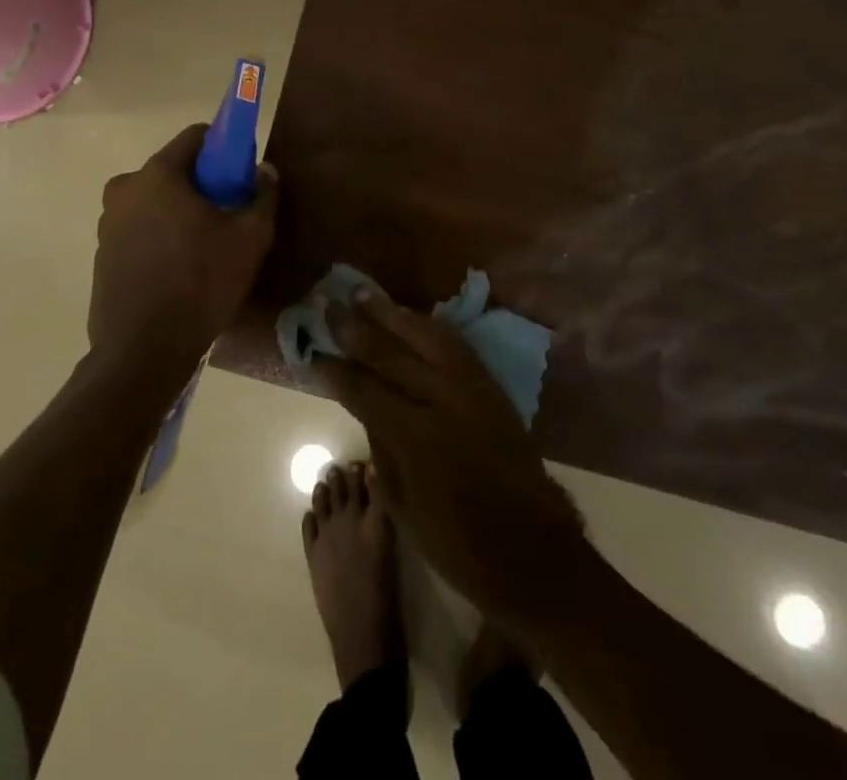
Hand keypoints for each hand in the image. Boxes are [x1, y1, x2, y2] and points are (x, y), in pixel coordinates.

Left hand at [90, 125, 278, 388]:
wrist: (143, 351)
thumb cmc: (200, 283)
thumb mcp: (250, 238)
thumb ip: (263, 195)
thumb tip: (265, 171)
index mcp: (158, 174)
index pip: (195, 136)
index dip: (224, 147)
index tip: (241, 174)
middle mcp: (125, 189)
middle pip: (174, 169)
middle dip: (202, 183)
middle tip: (228, 215)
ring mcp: (108, 222)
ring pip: (156, 200)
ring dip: (180, 211)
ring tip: (206, 247)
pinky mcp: (103, 253)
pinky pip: (140, 228)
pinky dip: (161, 235)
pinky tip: (180, 268)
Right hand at [322, 292, 586, 623]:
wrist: (533, 551)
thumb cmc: (459, 544)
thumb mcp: (403, 505)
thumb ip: (382, 447)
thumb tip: (365, 405)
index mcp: (417, 438)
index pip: (365, 391)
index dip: (336, 372)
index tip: (312, 354)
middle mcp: (444, 401)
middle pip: (392, 354)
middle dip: (356, 329)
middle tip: (329, 305)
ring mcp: (472, 389)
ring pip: (427, 336)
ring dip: (393, 313)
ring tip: (365, 294)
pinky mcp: (492, 387)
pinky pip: (455, 344)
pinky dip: (429, 326)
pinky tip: (412, 317)